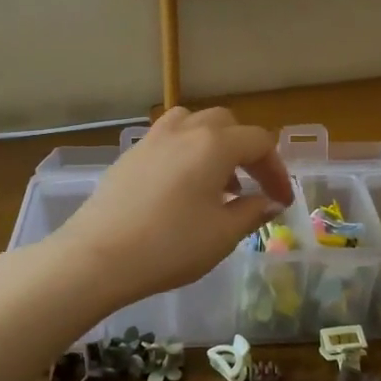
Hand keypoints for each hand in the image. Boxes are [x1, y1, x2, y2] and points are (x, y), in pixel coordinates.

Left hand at [53, 107, 293, 309]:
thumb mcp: (223, 234)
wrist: (98, 256)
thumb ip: (252, 212)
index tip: (281, 201)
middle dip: (247, 152)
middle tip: (253, 186)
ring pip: (193, 124)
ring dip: (214, 145)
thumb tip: (270, 201)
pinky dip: (186, 153)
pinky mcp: (129, 156)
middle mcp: (184, 130)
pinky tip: (182, 189)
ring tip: (217, 183)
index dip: (277, 170)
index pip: (259, 143)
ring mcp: (152, 139)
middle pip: (227, 124)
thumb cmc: (170, 245)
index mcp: (214, 144)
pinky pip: (168, 140)